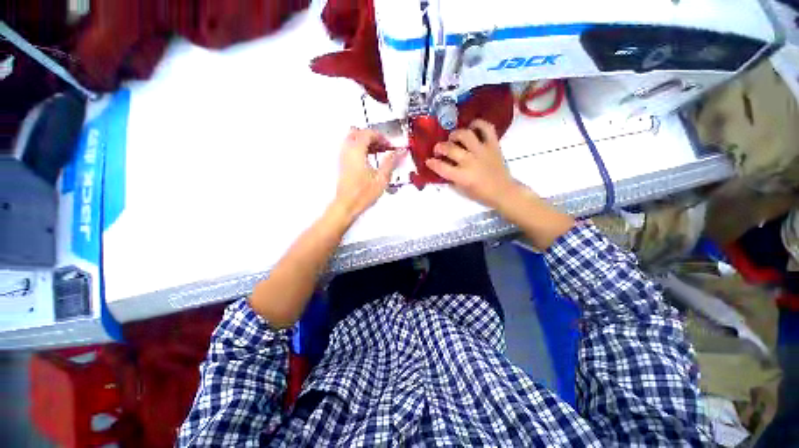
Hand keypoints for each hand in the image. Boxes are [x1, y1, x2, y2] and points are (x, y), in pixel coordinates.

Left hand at [333, 128, 403, 219]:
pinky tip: (370, 160)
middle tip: (383, 146)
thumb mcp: (382, 178)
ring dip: (366, 142)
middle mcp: (347, 150)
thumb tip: (399, 152)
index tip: (390, 146)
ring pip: (353, 140)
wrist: (346, 205)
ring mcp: (343, 157)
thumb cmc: (364, 193)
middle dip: (372, 137)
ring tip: (378, 153)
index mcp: (356, 150)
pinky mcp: (342, 164)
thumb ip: (390, 162)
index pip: (368, 133)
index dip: (381, 137)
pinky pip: (350, 149)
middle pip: (358, 133)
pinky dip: (360, 149)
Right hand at [425, 119, 520, 209]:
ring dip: (455, 134)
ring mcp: (482, 151)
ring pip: (465, 135)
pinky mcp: (493, 145)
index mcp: (462, 176)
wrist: (503, 191)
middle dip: (439, 147)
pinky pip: (486, 128)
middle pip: (450, 149)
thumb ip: (451, 179)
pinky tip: (472, 127)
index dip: (432, 163)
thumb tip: (442, 168)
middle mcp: (471, 161)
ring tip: (453, 137)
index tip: (428, 161)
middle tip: (438, 149)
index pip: (441, 167)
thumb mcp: (461, 190)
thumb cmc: (481, 194)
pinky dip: (478, 124)